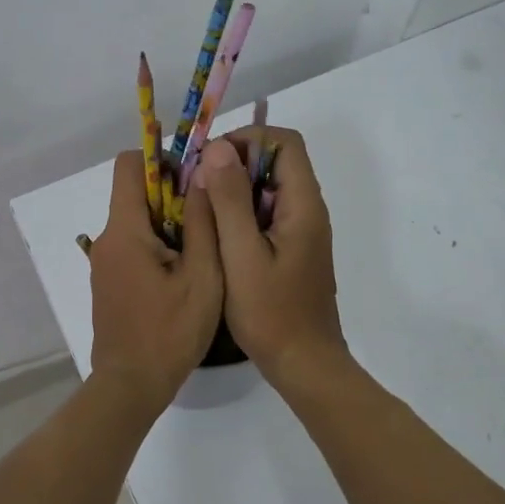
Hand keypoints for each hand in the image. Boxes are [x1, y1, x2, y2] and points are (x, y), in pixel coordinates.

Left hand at [84, 151, 223, 416]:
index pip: (129, 165)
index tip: (195, 179)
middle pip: (135, 193)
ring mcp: (104, 262)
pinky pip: (133, 246)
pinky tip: (185, 274)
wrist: (131, 385)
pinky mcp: (109, 282)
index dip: (162, 160)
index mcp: (125, 229)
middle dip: (173, 195)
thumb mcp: (202, 275)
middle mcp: (107, 238)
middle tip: (211, 218)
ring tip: (205, 250)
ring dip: (168, 224)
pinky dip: (158, 246)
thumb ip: (201, 221)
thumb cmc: (170, 331)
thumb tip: (204, 172)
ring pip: (137, 221)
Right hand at [190, 128, 346, 382]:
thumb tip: (217, 149)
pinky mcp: (292, 249)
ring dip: (234, 189)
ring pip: (268, 188)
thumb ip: (229, 200)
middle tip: (196, 184)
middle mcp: (307, 210)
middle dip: (234, 163)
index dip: (247, 139)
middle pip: (276, 162)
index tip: (210, 160)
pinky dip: (240, 212)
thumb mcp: (241, 254)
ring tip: (199, 208)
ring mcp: (301, 231)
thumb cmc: (271, 312)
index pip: (284, 142)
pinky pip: (266, 213)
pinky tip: (215, 235)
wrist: (303, 364)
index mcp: (302, 205)